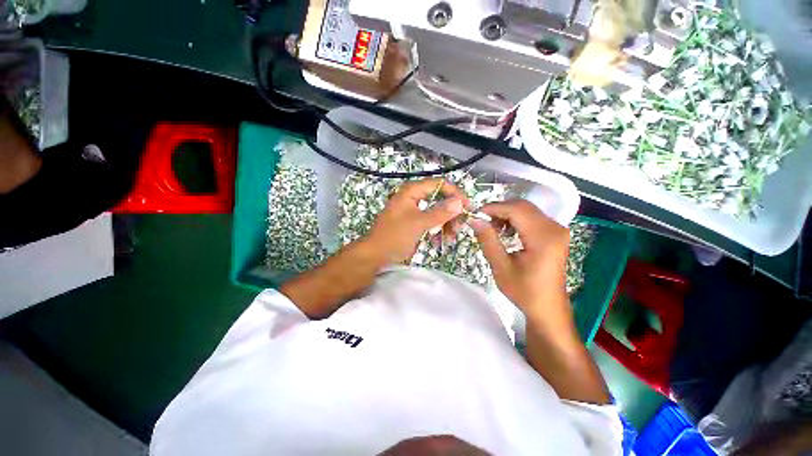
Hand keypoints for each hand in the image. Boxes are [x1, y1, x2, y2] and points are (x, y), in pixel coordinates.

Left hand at [365, 178, 467, 264]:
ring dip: (446, 225)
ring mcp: (414, 211)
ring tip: (449, 238)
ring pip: (437, 213)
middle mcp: (414, 198)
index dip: (455, 194)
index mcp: (412, 191)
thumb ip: (440, 212)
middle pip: (440, 199)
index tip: (467, 208)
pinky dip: (437, 231)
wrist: (375, 256)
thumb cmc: (394, 237)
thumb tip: (460, 201)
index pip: (440, 185)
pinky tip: (439, 242)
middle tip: (458, 228)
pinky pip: (431, 223)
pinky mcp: (414, 223)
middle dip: (451, 214)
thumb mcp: (418, 224)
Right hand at [470, 200, 569, 319]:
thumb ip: (488, 240)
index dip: (493, 208)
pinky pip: (532, 217)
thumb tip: (474, 219)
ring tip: (492, 228)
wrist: (548, 307)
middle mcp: (554, 228)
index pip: (516, 210)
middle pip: (522, 206)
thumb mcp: (501, 267)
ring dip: (506, 214)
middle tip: (482, 222)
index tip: (475, 214)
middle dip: (499, 210)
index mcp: (543, 238)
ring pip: (527, 209)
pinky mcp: (555, 233)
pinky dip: (515, 219)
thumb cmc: (524, 291)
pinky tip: (506, 231)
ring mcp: (557, 229)